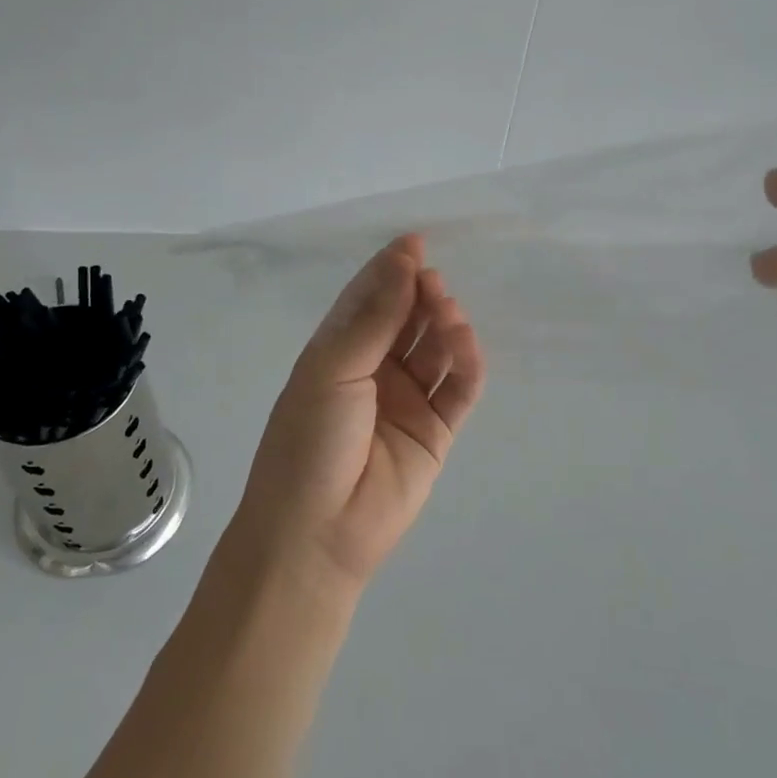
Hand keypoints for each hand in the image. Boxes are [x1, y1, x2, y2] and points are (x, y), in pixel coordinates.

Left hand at [229, 235, 486, 591]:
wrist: (317, 534)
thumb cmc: (309, 441)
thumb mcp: (333, 369)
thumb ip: (374, 317)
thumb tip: (402, 260)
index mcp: (338, 352)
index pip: (369, 299)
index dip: (391, 270)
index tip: (416, 243)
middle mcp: (373, 372)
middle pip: (406, 320)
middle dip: (421, 295)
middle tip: (433, 283)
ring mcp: (406, 402)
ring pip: (436, 350)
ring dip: (445, 325)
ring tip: (447, 314)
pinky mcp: (435, 432)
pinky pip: (459, 389)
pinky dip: (467, 363)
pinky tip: (465, 345)